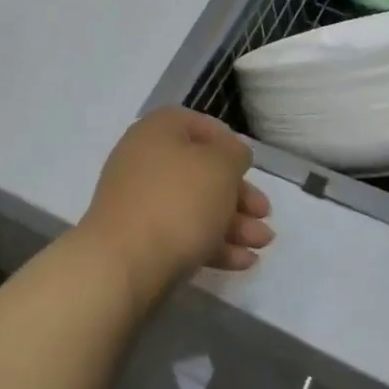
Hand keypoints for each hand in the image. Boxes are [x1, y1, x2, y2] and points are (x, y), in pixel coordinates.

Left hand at [78, 108, 273, 309]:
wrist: (123, 264)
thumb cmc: (178, 201)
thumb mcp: (220, 167)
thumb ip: (234, 153)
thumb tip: (233, 152)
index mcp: (158, 130)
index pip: (198, 124)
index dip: (228, 143)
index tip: (250, 167)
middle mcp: (144, 159)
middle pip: (200, 170)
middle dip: (238, 194)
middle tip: (264, 214)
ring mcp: (139, 200)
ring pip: (194, 205)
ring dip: (232, 223)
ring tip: (263, 244)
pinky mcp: (140, 238)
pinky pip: (182, 232)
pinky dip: (212, 243)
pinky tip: (242, 261)